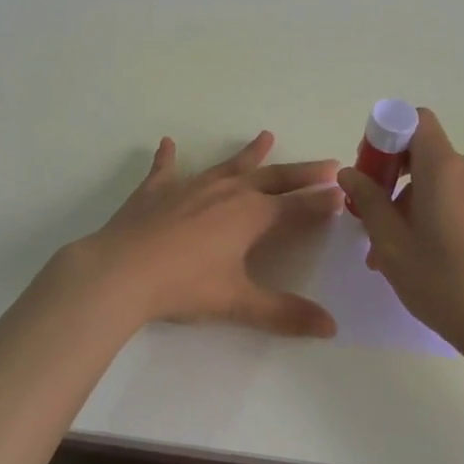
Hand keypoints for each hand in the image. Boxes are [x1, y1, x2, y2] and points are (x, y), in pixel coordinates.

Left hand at [76, 131, 343, 335]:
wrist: (120, 271)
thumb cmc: (184, 286)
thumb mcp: (237, 302)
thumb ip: (284, 313)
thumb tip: (331, 328)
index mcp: (250, 216)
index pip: (297, 207)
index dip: (322, 203)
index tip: (344, 193)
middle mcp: (227, 193)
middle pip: (273, 178)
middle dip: (302, 173)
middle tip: (328, 164)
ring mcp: (190, 187)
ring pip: (228, 166)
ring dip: (249, 153)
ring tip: (266, 136)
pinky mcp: (156, 191)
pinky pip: (166, 169)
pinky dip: (169, 157)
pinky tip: (168, 143)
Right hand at [336, 108, 463, 350]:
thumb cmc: (442, 281)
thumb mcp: (391, 243)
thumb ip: (368, 201)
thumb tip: (349, 173)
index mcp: (444, 167)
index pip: (415, 120)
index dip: (386, 134)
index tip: (369, 170)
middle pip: (422, 154)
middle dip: (390, 177)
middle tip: (369, 216)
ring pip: (436, 181)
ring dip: (407, 204)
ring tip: (386, 252)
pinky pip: (455, 198)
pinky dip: (431, 213)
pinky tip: (417, 255)